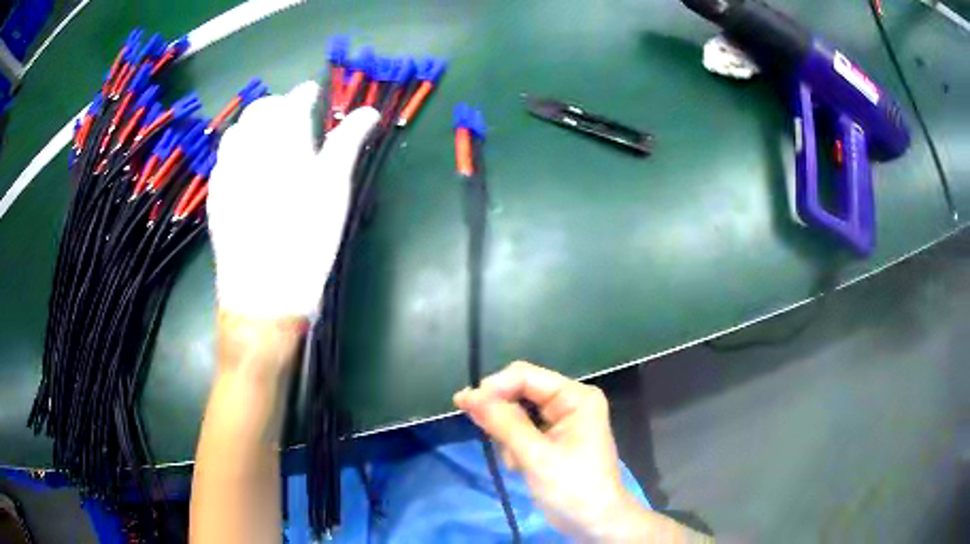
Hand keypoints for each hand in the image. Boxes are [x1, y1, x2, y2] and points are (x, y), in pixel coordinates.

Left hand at [207, 81, 379, 318]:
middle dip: (276, 105)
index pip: (292, 102)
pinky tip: (245, 164)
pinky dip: (236, 149)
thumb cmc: (307, 239)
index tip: (312, 91)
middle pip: (259, 110)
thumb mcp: (334, 190)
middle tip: (291, 116)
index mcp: (283, 142)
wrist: (263, 292)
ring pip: (236, 130)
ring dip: (253, 125)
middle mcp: (249, 148)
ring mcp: (227, 171)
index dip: (304, 93)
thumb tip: (368, 112)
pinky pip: (222, 157)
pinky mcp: (215, 194)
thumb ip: (347, 143)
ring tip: (267, 138)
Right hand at [454, 361, 648, 540]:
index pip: (525, 376)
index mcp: (575, 397)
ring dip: (509, 437)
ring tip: (517, 463)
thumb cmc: (572, 487)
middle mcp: (570, 402)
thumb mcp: (535, 455)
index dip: (494, 387)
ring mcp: (562, 422)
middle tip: (490, 438)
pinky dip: (515, 448)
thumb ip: (503, 423)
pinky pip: (523, 432)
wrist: (594, 523)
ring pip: (517, 415)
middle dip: (503, 418)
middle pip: (521, 393)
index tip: (465, 404)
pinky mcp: (553, 440)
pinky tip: (521, 467)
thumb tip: (468, 394)